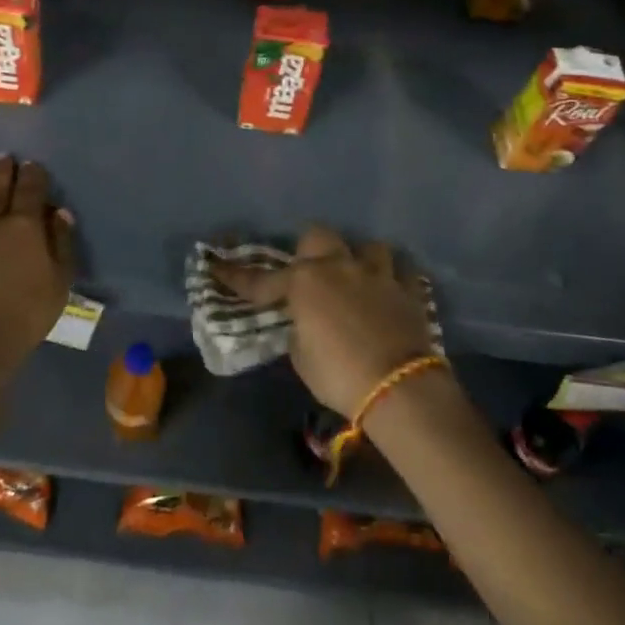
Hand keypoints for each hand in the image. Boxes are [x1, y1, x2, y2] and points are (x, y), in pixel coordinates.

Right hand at [215, 227, 434, 414]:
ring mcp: (377, 275)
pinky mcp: (408, 291)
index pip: (262, 280)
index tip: (216, 266)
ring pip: (368, 247)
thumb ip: (299, 329)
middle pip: (318, 236)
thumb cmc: (339, 375)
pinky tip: (389, 292)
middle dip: (311, 250)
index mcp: (305, 282)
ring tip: (357, 279)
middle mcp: (339, 267)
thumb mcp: (302, 357)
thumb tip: (306, 322)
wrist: (398, 387)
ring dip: (359, 260)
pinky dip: (394, 280)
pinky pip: (402, 273)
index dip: (237, 276)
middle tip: (309, 272)